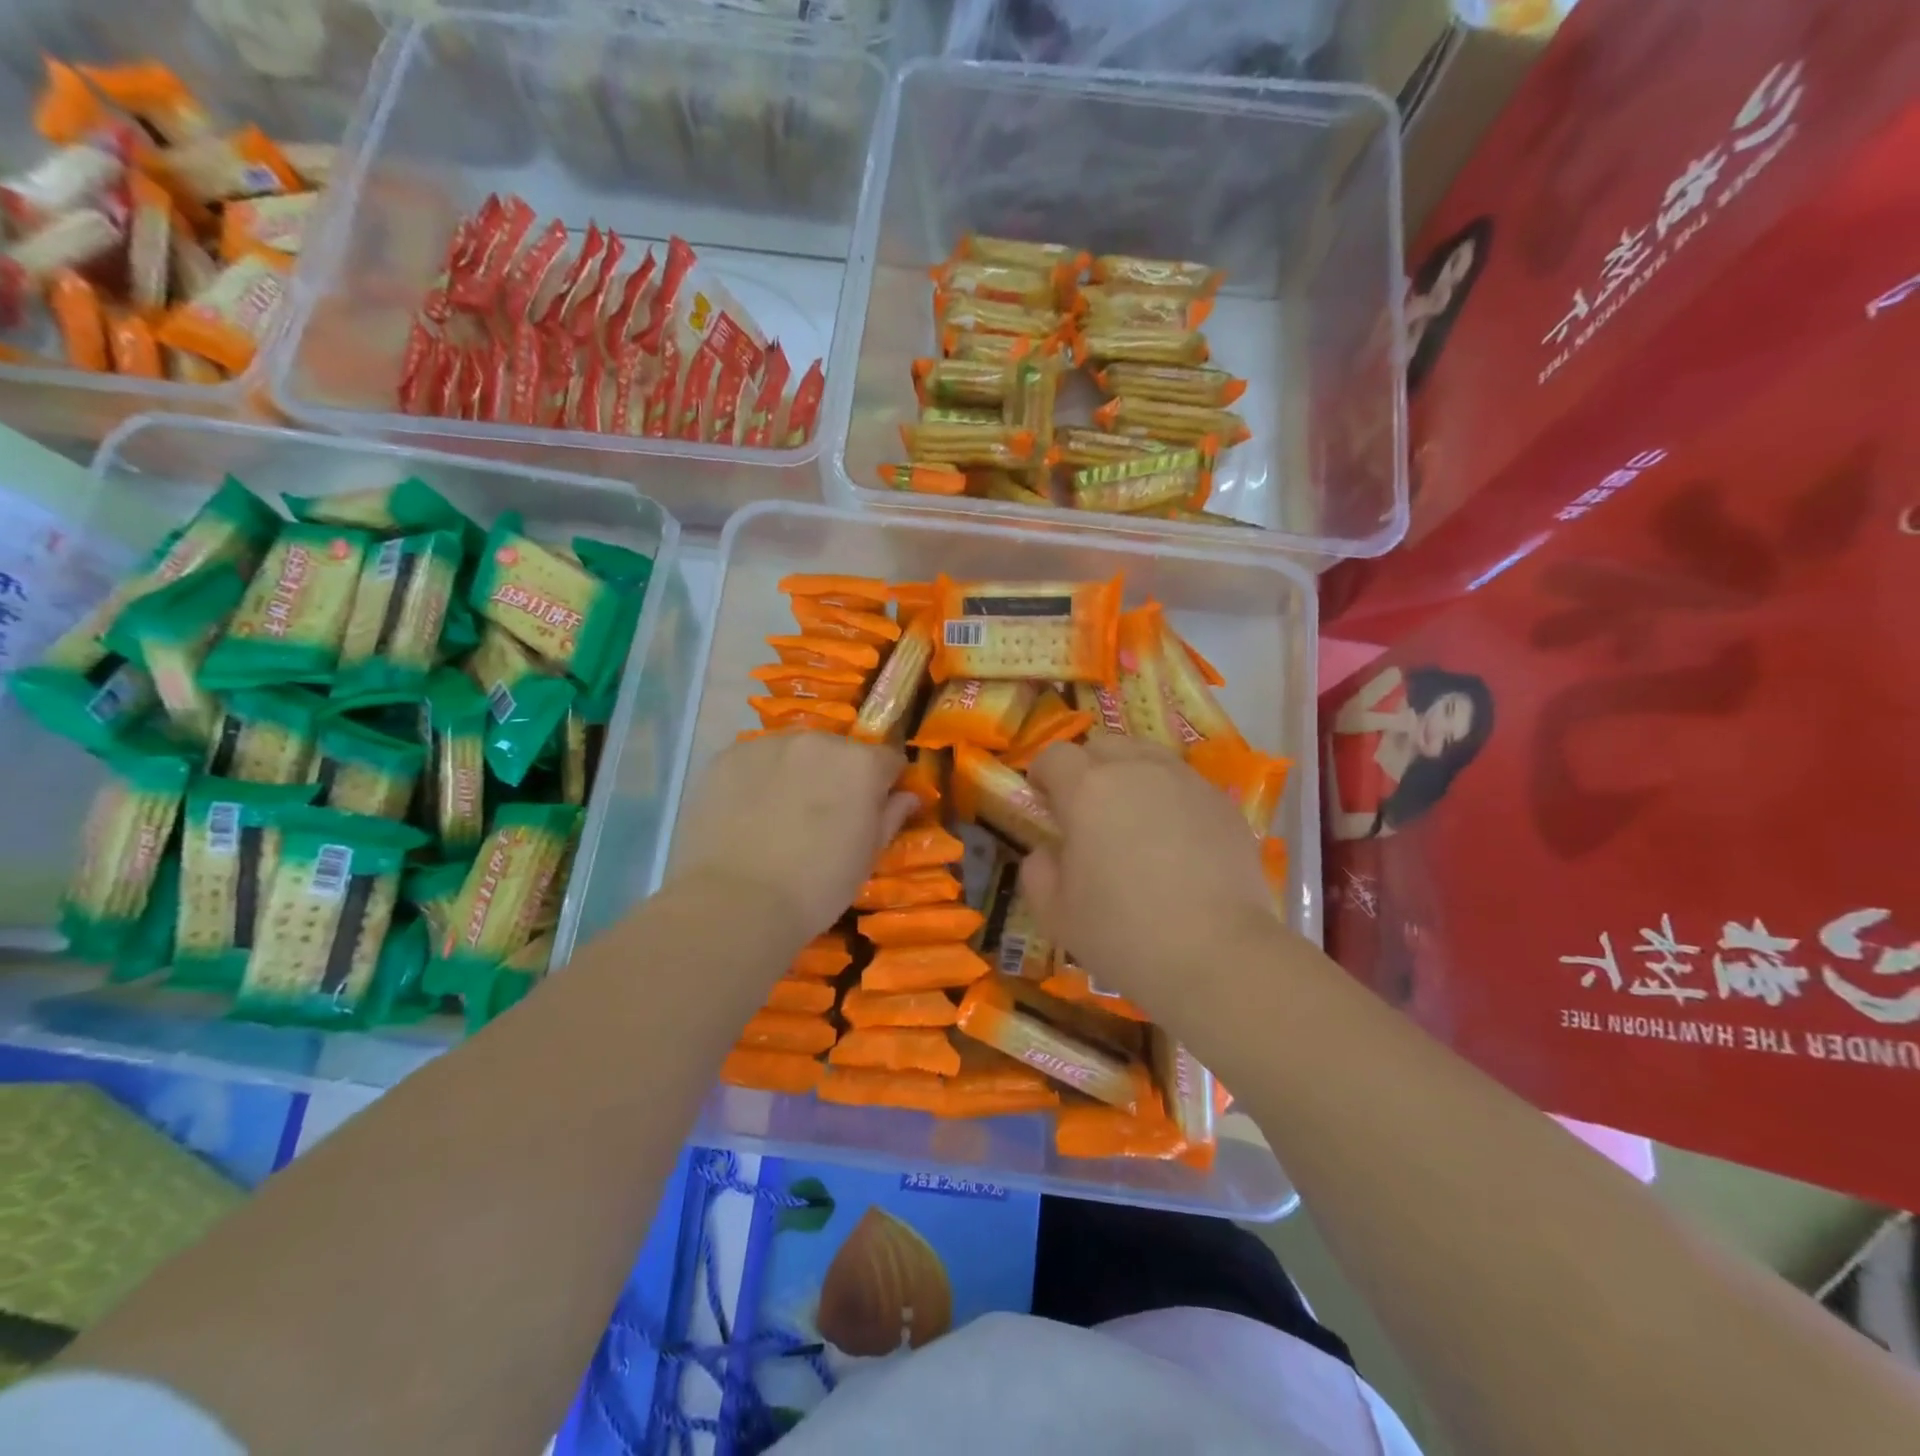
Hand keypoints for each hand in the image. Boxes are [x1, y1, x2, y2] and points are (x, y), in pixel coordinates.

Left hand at [669, 733, 914, 946]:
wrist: (736, 902)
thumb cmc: (817, 886)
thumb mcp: (867, 858)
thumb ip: (890, 817)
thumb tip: (907, 796)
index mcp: (861, 764)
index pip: (887, 760)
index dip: (884, 785)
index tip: (874, 809)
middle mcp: (818, 741)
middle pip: (839, 751)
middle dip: (838, 776)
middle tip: (823, 816)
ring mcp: (768, 744)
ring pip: (795, 753)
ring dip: (798, 773)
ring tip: (781, 815)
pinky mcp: (728, 756)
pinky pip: (755, 760)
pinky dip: (759, 778)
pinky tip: (749, 813)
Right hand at [1020, 736, 1281, 1017]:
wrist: (1219, 956)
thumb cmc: (1124, 934)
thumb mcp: (1056, 912)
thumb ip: (1038, 870)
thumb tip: (1048, 850)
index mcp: (1087, 789)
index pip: (1055, 755)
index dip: (1043, 775)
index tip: (1043, 802)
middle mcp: (1137, 770)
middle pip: (1103, 746)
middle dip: (1087, 768)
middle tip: (1087, 810)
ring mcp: (1186, 782)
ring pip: (1148, 757)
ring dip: (1130, 776)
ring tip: (1133, 819)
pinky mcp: (1224, 803)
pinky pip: (1185, 784)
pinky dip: (1170, 798)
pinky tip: (1176, 841)